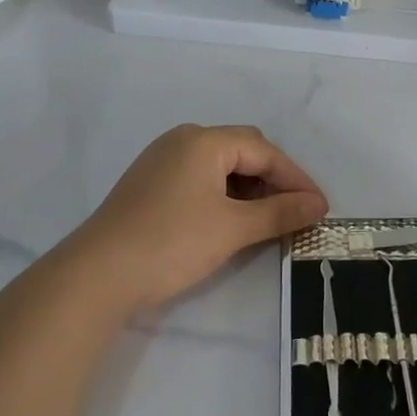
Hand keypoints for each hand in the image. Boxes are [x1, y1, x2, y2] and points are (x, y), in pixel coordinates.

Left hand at [65, 124, 328, 315]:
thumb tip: (318, 205)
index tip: (320, 208)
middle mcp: (182, 140)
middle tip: (296, 212)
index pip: (264, 151)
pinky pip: (200, 178)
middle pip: (243, 150)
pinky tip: (232, 221)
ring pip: (221, 166)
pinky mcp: (150, 184)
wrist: (96, 275)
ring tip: (268, 220)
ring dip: (249, 189)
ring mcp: (162, 161)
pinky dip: (224, 195)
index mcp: (204, 140)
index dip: (296, 178)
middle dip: (274, 180)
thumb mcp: (233, 229)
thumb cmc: (171, 243)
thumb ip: (279, 212)